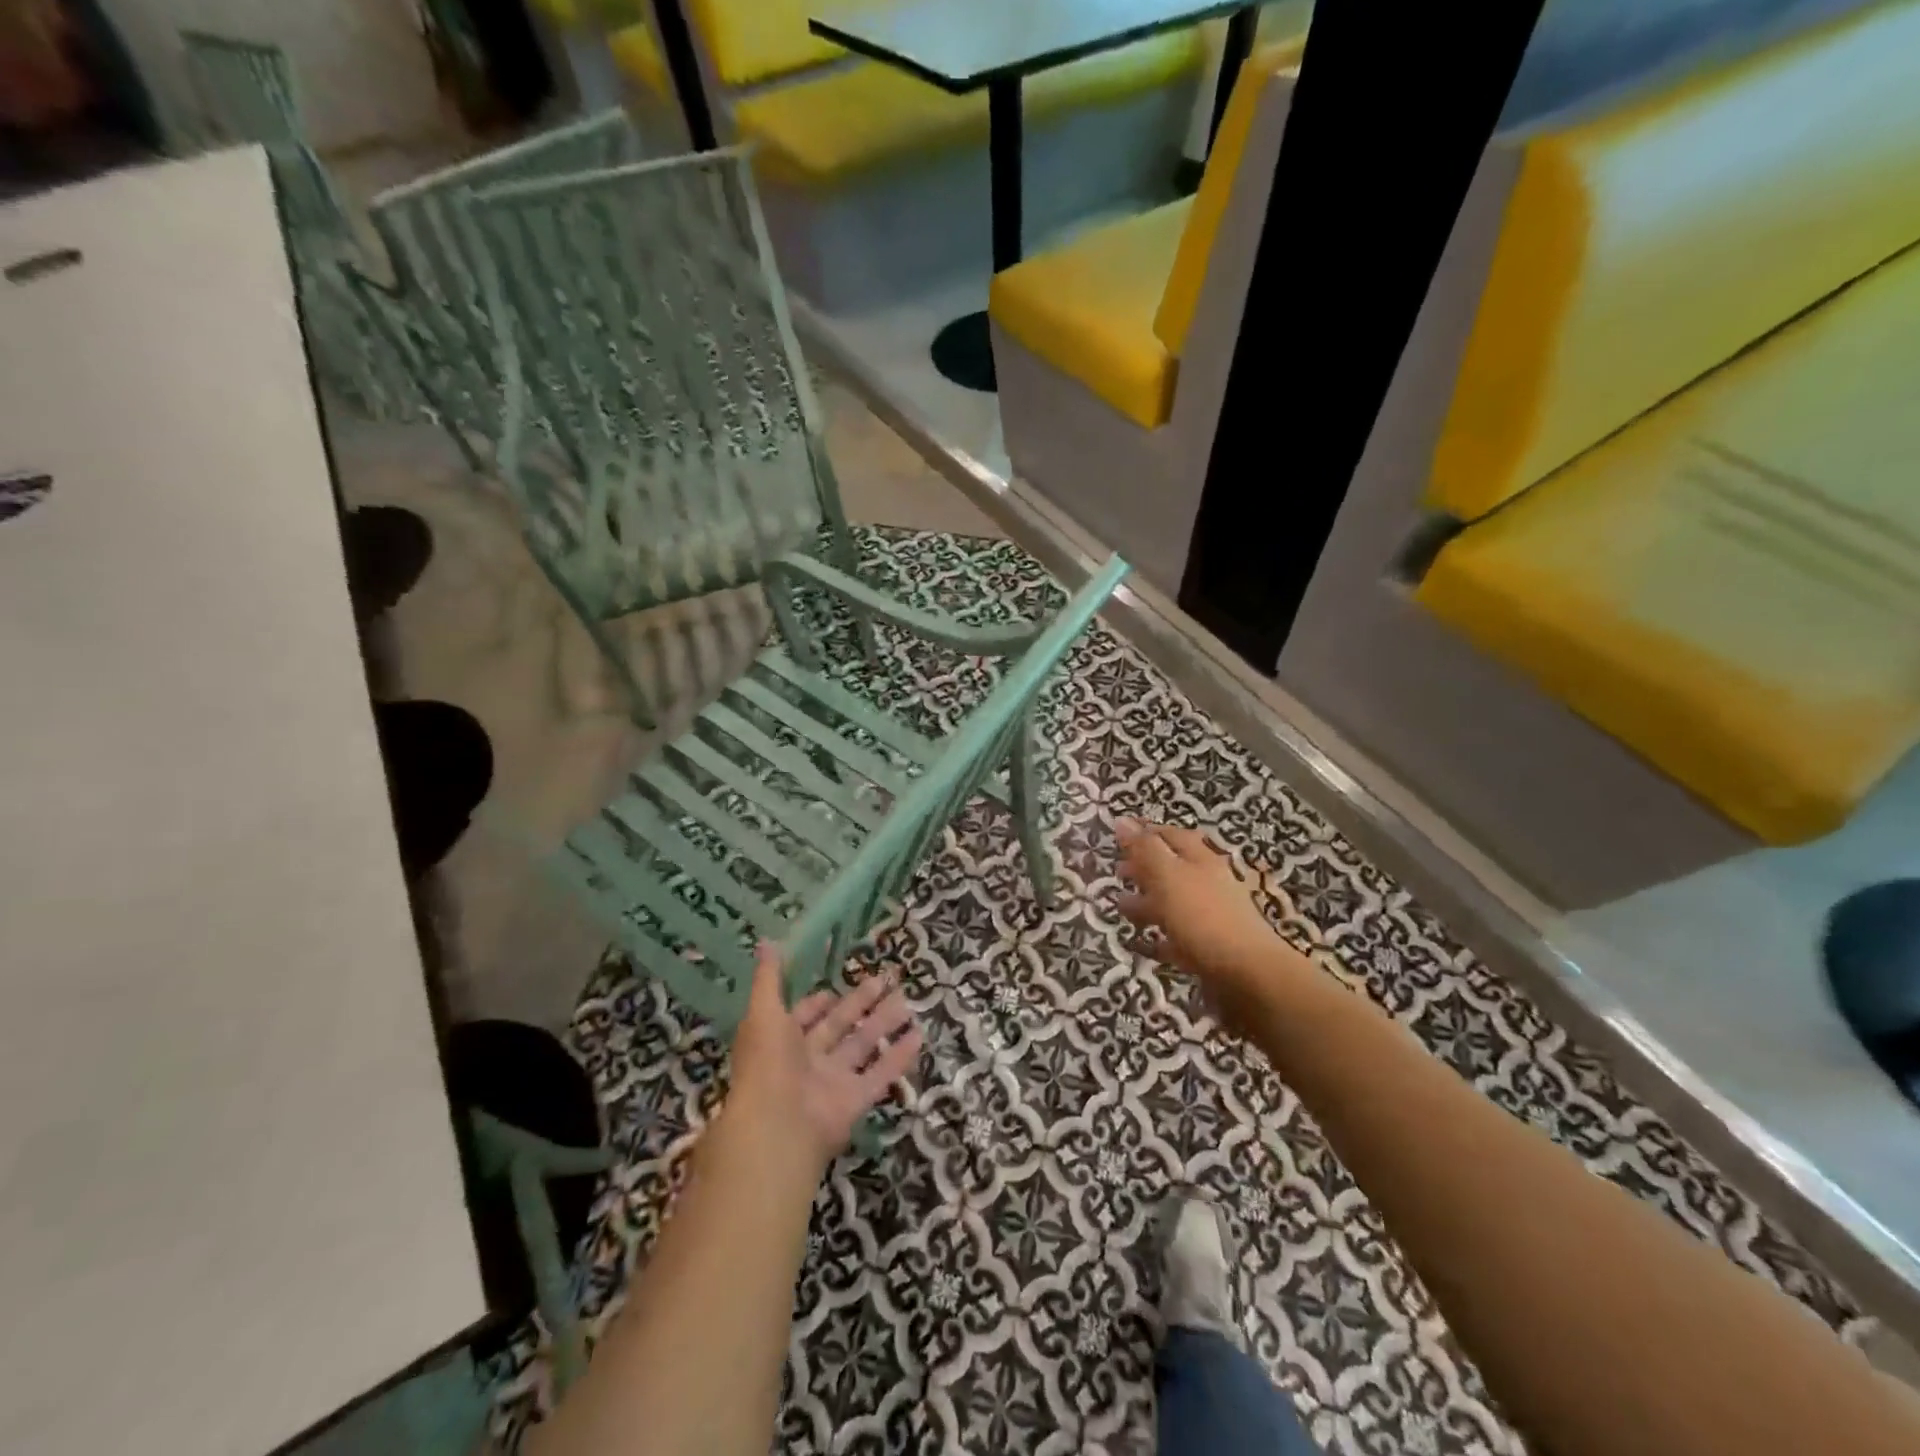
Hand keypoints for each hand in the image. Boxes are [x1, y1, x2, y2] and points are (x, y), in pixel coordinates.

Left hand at [728, 944, 923, 1171]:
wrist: (777, 1126)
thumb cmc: (767, 1063)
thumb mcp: (764, 1012)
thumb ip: (769, 979)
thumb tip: (765, 940)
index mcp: (782, 1041)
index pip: (803, 1018)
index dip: (817, 1003)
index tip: (835, 986)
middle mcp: (807, 1061)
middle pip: (839, 1027)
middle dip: (860, 1003)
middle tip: (886, 979)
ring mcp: (832, 1082)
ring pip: (862, 1047)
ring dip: (883, 1025)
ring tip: (907, 1002)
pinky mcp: (854, 1101)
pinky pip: (879, 1075)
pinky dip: (898, 1057)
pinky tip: (919, 1037)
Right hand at [1114, 819, 1295, 998]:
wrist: (1248, 975)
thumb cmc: (1203, 917)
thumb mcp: (1168, 876)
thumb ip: (1144, 849)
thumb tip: (1122, 819)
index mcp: (1200, 860)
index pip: (1171, 835)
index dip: (1146, 832)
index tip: (1120, 835)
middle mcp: (1208, 883)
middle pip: (1173, 868)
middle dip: (1145, 868)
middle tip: (1118, 871)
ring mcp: (1212, 917)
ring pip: (1174, 903)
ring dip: (1148, 902)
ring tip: (1121, 906)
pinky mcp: (1210, 949)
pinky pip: (1179, 939)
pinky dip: (1159, 938)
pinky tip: (1141, 943)